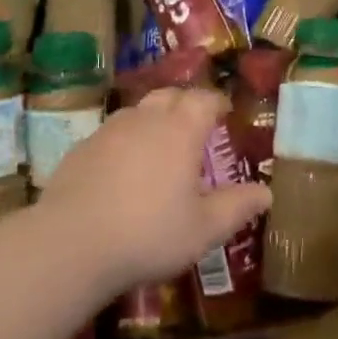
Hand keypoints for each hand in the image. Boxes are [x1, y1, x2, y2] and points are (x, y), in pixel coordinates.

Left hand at [39, 88, 271, 293]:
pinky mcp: (82, 147)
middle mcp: (146, 118)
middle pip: (170, 95)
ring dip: (154, 119)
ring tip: (161, 145)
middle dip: (186, 103)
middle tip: (196, 125)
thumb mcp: (204, 229)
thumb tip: (266, 193)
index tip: (225, 112)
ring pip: (139, 111)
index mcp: (180, 130)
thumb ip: (237, 207)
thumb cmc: (149, 233)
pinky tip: (124, 169)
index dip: (217, 102)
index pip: (204, 99)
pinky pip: (112, 132)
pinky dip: (126, 140)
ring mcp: (109, 130)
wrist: (72, 243)